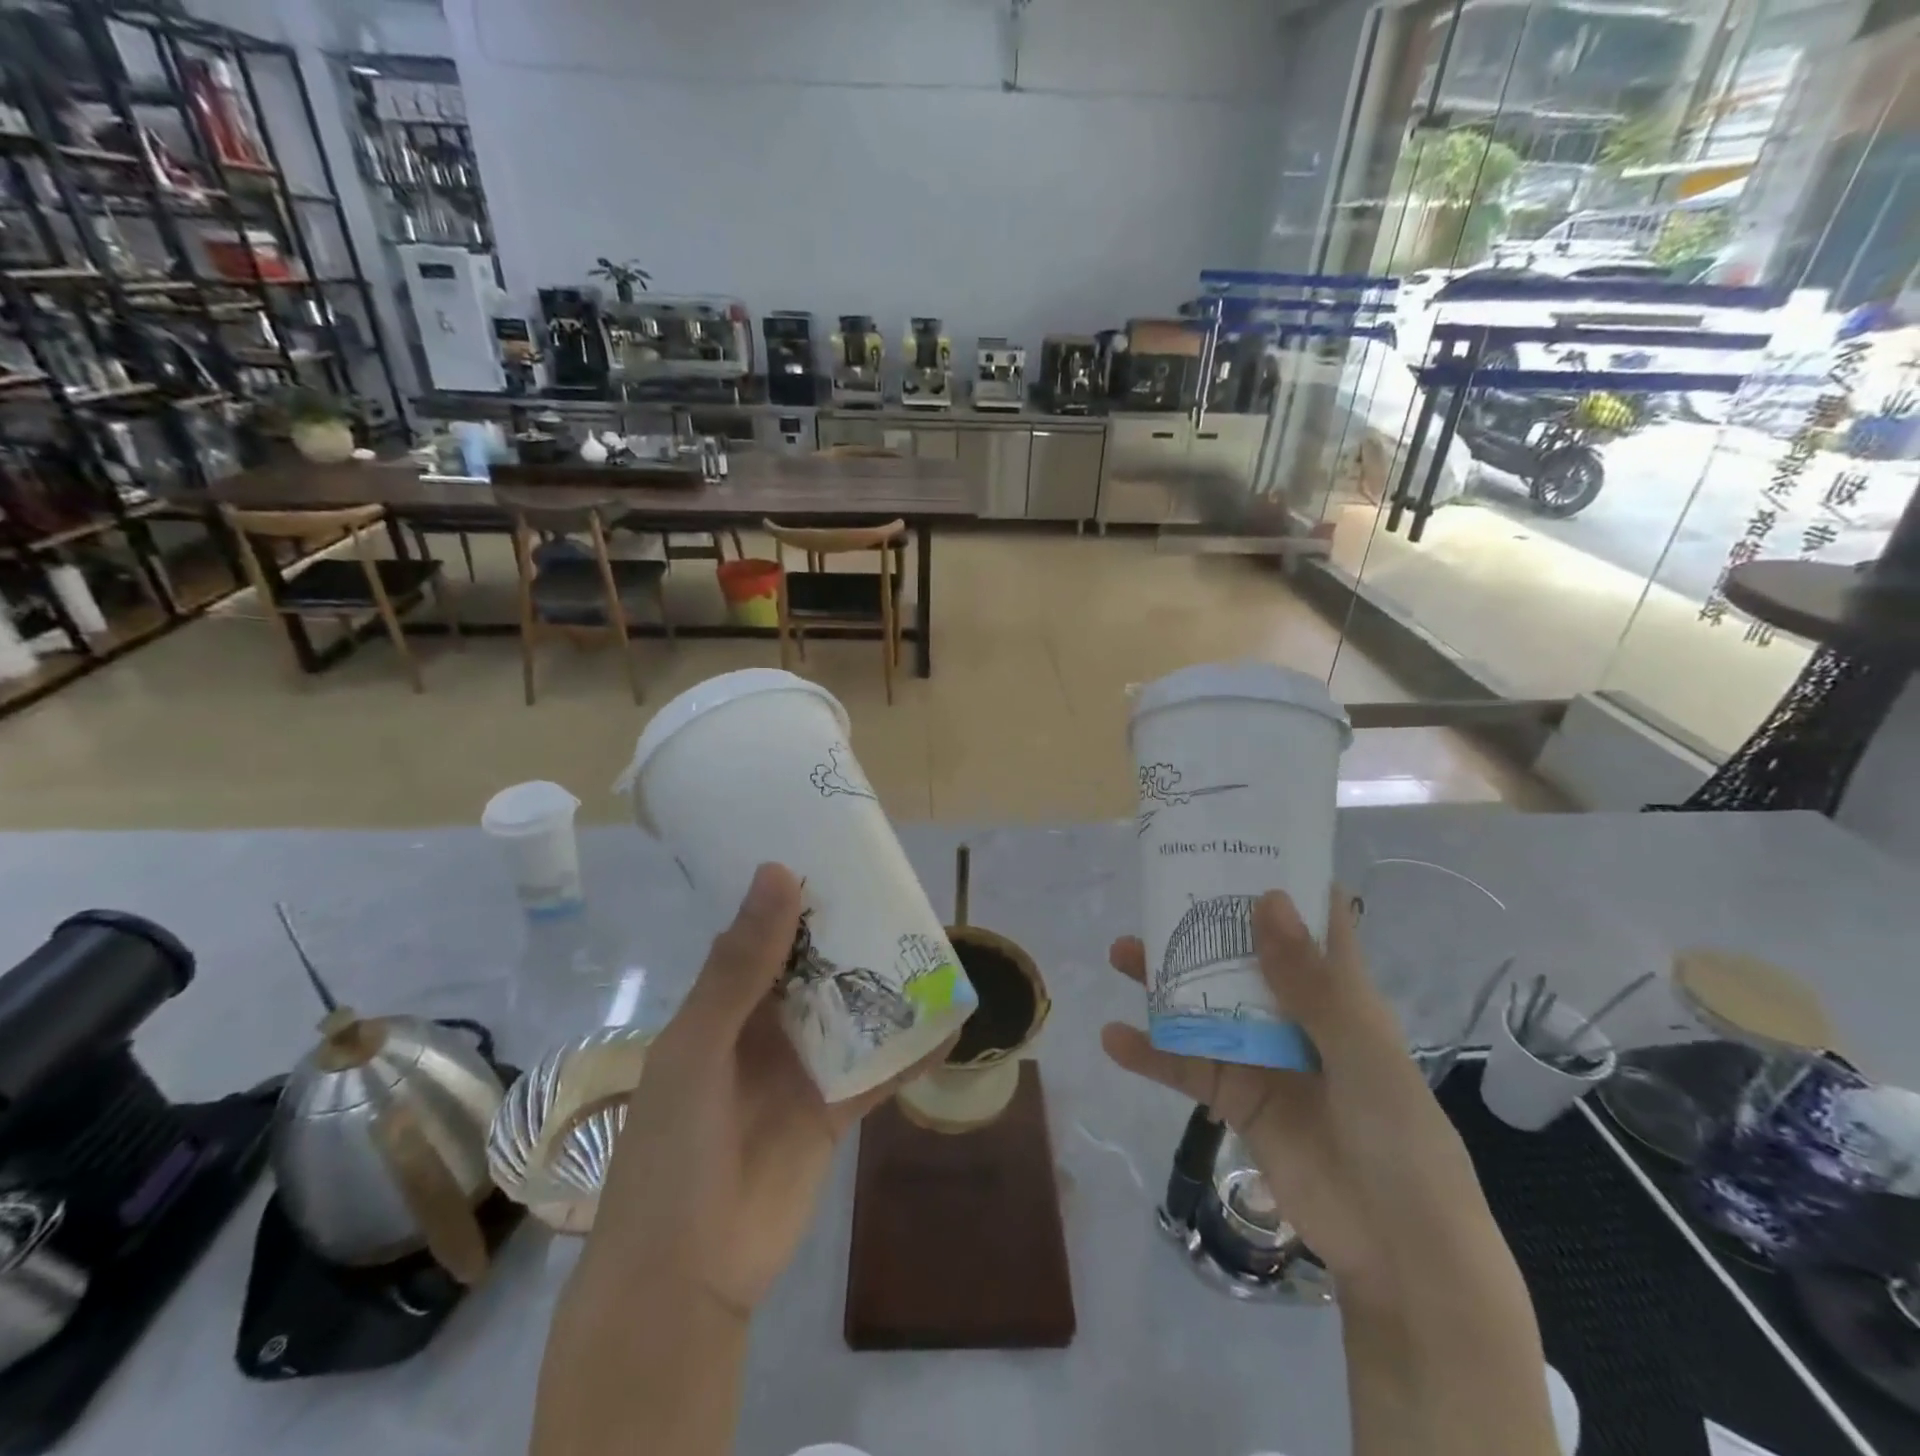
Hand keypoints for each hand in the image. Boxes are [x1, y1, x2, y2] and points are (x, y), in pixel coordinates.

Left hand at [585, 862, 940, 1317]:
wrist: (684, 1276)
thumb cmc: (673, 1147)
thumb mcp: (700, 1044)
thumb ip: (743, 964)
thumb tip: (781, 872)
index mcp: (723, 1004)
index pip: (764, 933)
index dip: (797, 895)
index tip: (839, 854)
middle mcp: (765, 1027)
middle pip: (816, 968)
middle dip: (852, 934)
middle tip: (900, 891)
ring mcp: (803, 1068)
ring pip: (851, 1012)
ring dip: (885, 985)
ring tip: (933, 943)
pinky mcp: (834, 1110)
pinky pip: (879, 1071)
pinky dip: (912, 1050)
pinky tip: (951, 1022)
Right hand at [1101, 888, 1492, 1298]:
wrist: (1399, 1252)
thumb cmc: (1399, 1138)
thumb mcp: (1360, 1052)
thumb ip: (1310, 981)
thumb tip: (1265, 898)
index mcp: (1337, 990)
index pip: (1310, 920)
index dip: (1279, 880)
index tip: (1235, 845)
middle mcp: (1295, 1012)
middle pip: (1241, 955)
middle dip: (1201, 925)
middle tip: (1154, 896)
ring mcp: (1261, 1053)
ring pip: (1203, 1003)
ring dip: (1162, 981)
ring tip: (1119, 953)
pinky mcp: (1235, 1096)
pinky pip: (1185, 1065)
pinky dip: (1150, 1052)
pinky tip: (1113, 1037)